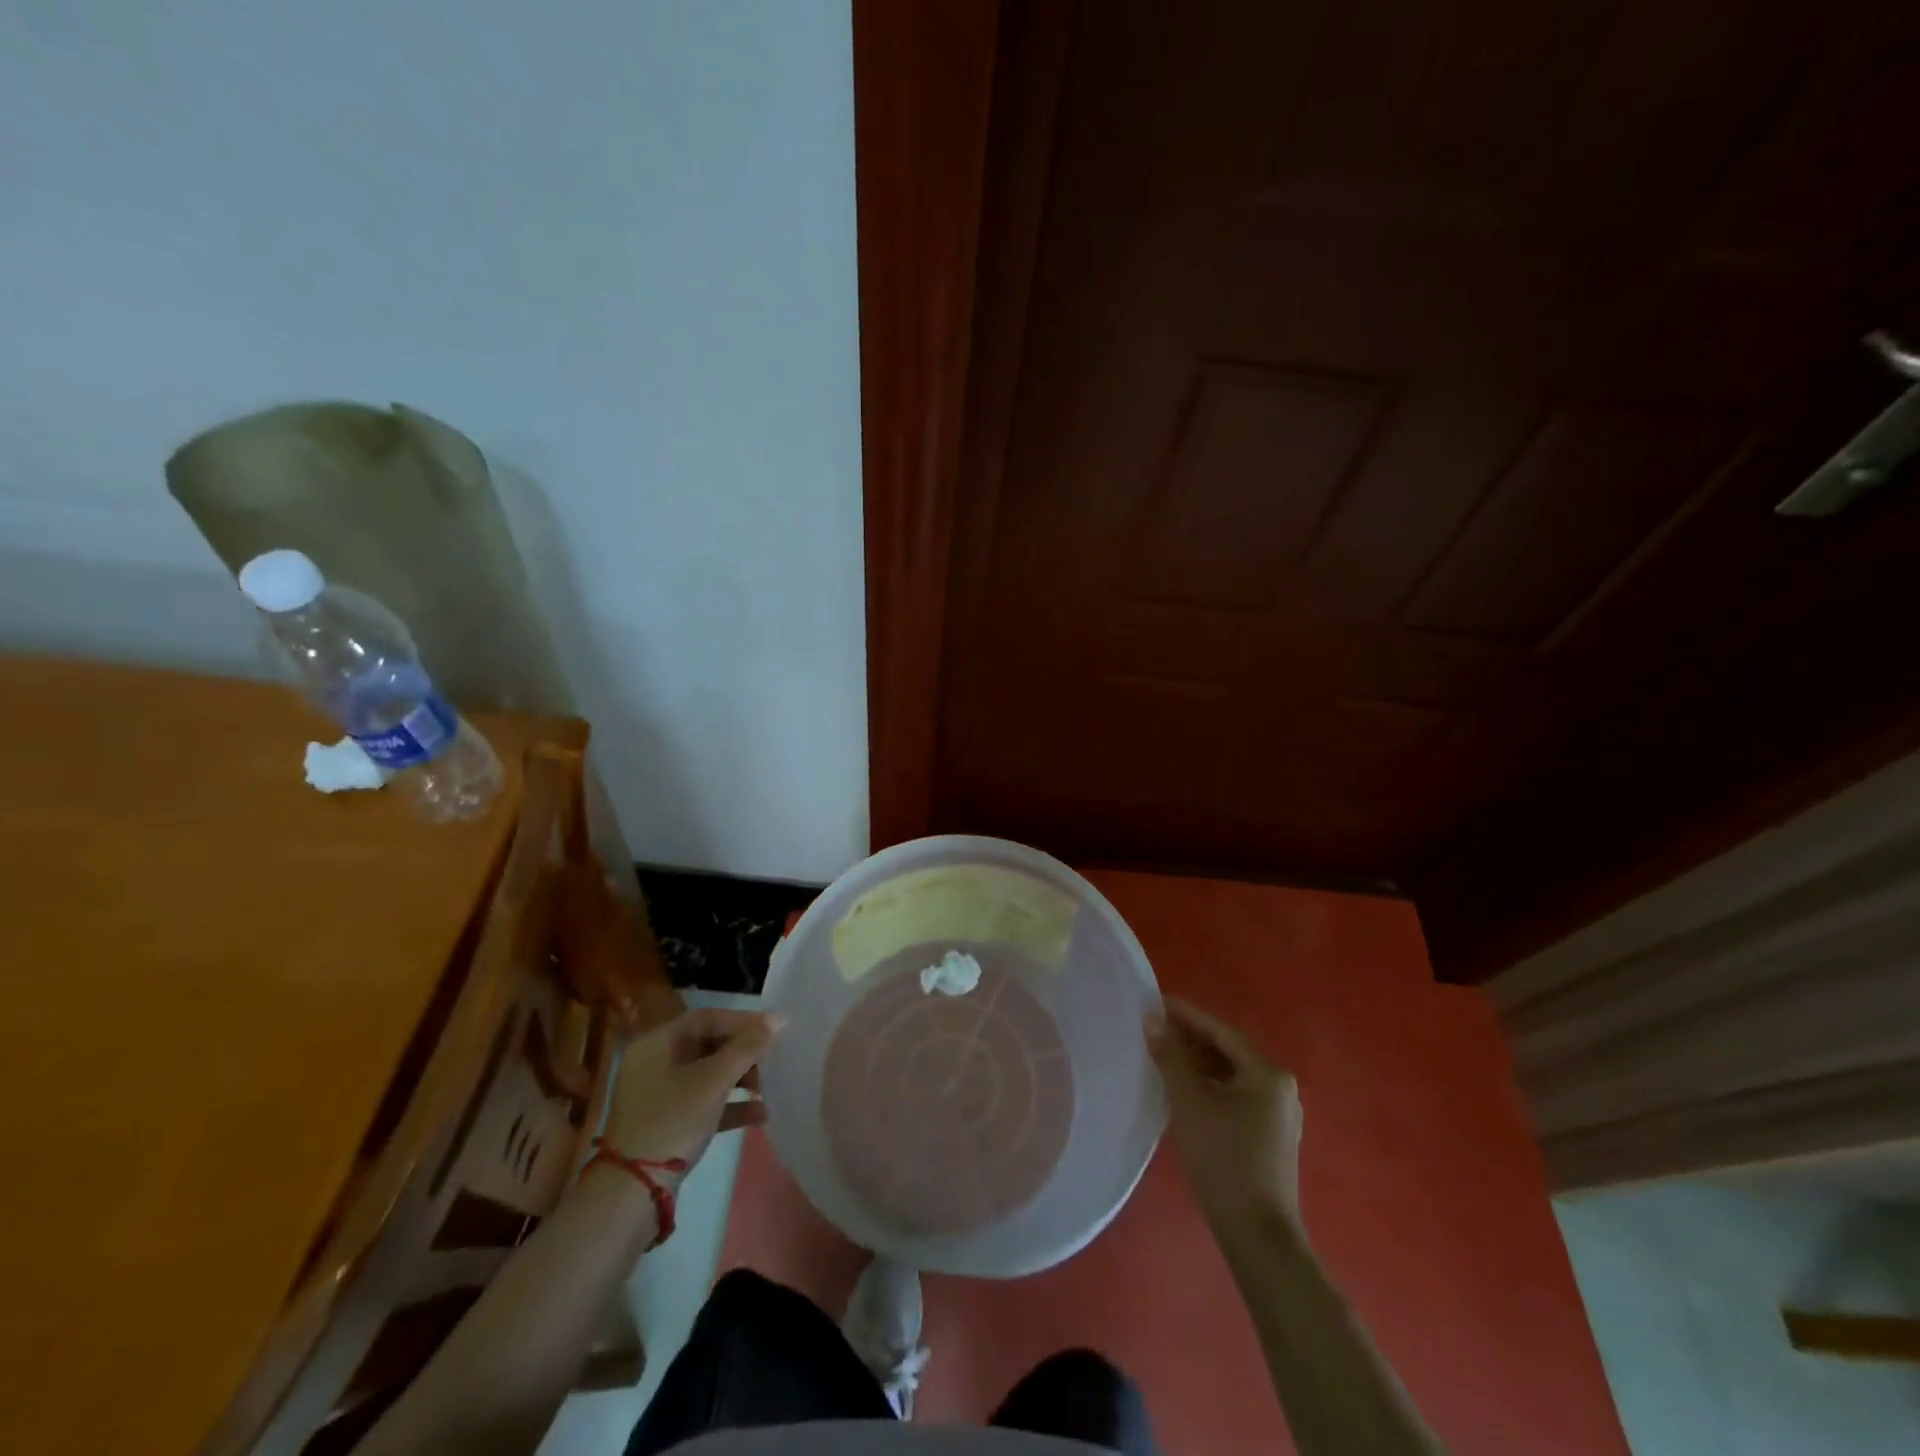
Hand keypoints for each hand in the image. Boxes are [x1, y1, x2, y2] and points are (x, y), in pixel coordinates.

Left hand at [603, 1008, 779, 1178]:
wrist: (633, 1193)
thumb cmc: (673, 1121)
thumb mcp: (714, 1080)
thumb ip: (747, 1047)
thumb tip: (778, 1018)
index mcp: (656, 1044)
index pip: (705, 1018)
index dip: (741, 1021)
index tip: (773, 1029)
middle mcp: (654, 1064)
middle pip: (707, 1045)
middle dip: (743, 1052)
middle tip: (772, 1059)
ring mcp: (658, 1096)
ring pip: (707, 1075)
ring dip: (740, 1078)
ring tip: (768, 1087)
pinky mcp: (666, 1124)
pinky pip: (703, 1102)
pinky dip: (729, 1105)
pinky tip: (760, 1114)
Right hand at [1146, 996, 1303, 1230]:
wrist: (1258, 1236)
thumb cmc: (1224, 1161)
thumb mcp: (1190, 1103)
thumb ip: (1171, 1057)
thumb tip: (1152, 1019)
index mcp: (1268, 1074)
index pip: (1221, 1032)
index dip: (1187, 1016)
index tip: (1156, 1002)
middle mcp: (1280, 1088)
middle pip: (1229, 1051)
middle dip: (1191, 1039)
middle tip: (1154, 1030)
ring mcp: (1279, 1114)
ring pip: (1231, 1075)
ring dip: (1199, 1064)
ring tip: (1163, 1057)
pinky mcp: (1271, 1136)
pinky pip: (1236, 1095)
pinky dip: (1210, 1086)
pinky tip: (1184, 1091)